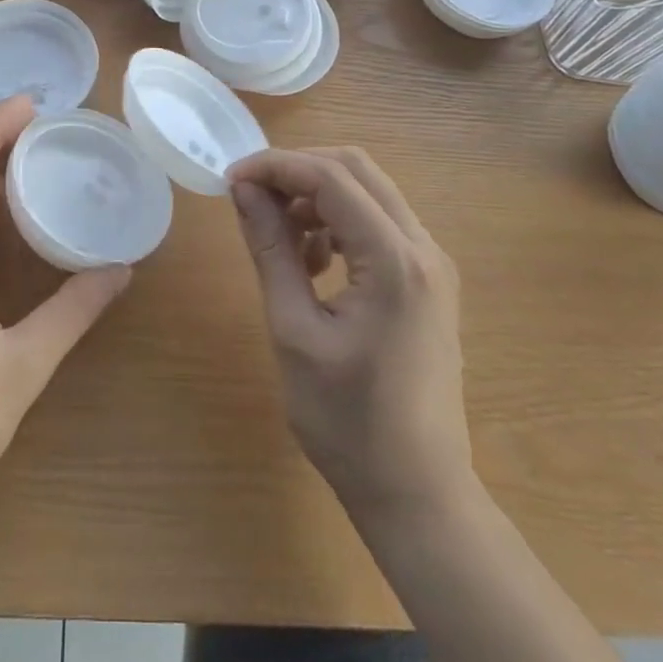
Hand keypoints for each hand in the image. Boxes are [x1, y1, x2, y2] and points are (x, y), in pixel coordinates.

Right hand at [228, 148, 472, 517]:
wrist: (418, 495)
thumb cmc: (348, 422)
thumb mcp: (293, 330)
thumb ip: (270, 249)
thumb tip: (243, 190)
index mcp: (395, 260)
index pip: (330, 177)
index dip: (275, 166)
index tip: (230, 180)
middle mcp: (423, 248)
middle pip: (356, 170)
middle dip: (297, 170)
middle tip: (251, 194)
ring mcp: (432, 263)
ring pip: (369, 191)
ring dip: (318, 195)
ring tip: (278, 233)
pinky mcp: (428, 280)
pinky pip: (379, 223)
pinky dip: (338, 221)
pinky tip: (311, 259)